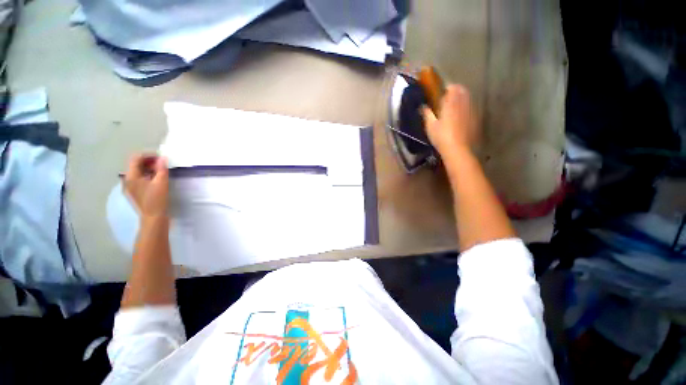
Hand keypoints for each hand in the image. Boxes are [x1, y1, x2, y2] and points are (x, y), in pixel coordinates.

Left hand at [124, 154, 168, 219]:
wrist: (154, 217)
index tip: (161, 158)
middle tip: (162, 164)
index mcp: (131, 176)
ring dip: (149, 169)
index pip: (136, 158)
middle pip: (136, 165)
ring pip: (138, 172)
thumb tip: (162, 158)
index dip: (148, 155)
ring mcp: (130, 187)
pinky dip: (147, 176)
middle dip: (149, 162)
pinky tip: (157, 179)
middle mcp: (127, 180)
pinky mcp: (135, 192)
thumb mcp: (161, 182)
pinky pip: (139, 179)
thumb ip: (161, 168)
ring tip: (161, 171)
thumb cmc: (157, 199)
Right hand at [422, 84, 477, 159]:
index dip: (448, 88)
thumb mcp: (430, 126)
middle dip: (456, 91)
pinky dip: (466, 108)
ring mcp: (470, 111)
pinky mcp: (474, 119)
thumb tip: (423, 107)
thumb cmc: (441, 136)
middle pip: (462, 91)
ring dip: (462, 99)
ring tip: (454, 106)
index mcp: (451, 104)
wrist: (456, 149)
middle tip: (449, 97)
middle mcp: (462, 104)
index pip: (453, 88)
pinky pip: (471, 108)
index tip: (443, 91)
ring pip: (468, 99)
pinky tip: (461, 116)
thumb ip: (427, 114)